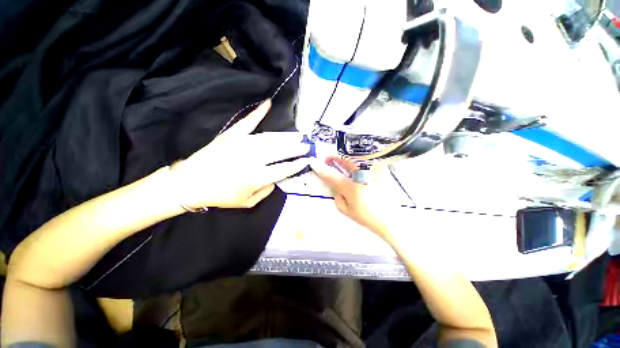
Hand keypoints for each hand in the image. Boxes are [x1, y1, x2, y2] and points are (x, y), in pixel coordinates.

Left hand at [170, 100, 308, 208]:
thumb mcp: (247, 202)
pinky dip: (258, 112)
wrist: (190, 183)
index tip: (307, 160)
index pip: (284, 168)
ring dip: (286, 136)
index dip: (297, 164)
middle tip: (306, 145)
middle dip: (296, 148)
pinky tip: (268, 103)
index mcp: (257, 177)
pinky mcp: (231, 135)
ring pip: (270, 138)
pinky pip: (248, 122)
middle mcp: (253, 158)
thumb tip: (276, 179)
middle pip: (280, 151)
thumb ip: (266, 191)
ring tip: (297, 135)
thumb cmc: (220, 196)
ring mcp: (242, 144)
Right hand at [311, 157, 394, 238]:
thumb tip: (337, 189)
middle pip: (346, 161)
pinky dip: (359, 162)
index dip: (322, 170)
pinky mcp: (382, 173)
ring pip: (357, 159)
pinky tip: (355, 167)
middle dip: (335, 158)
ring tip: (340, 161)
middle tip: (328, 158)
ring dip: (346, 159)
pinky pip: (367, 163)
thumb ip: (338, 198)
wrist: (392, 220)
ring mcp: (374, 173)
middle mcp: (363, 177)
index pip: (333, 176)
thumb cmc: (368, 217)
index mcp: (352, 188)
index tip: (314, 164)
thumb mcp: (347, 211)